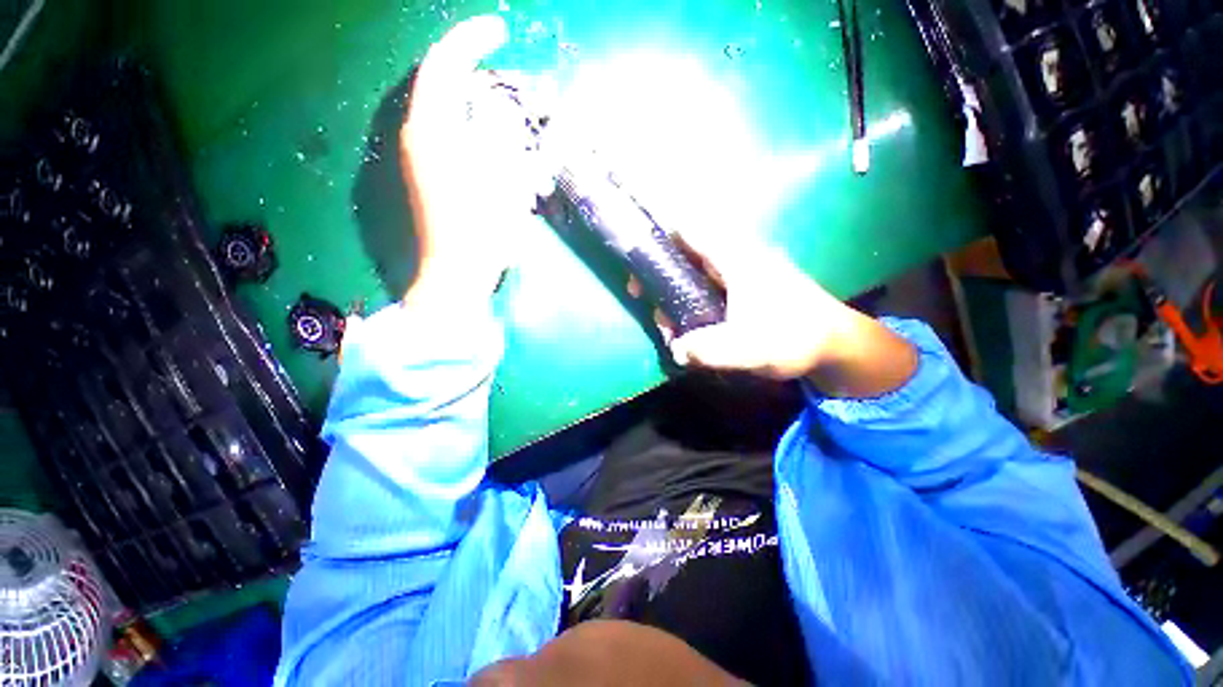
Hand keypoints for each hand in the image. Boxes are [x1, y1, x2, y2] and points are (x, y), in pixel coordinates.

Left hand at [400, 15, 551, 306]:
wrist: (458, 273)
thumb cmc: (483, 230)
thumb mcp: (501, 178)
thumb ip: (499, 133)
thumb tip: (499, 109)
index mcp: (432, 130)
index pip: (444, 64)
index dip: (471, 39)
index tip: (501, 29)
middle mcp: (418, 137)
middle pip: (441, 85)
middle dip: (475, 71)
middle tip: (508, 74)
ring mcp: (422, 159)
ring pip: (447, 111)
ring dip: (477, 103)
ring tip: (509, 110)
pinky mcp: (430, 177)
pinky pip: (452, 135)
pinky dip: (474, 128)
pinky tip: (497, 142)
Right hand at [657, 234, 917, 397]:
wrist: (834, 345)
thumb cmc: (792, 338)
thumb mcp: (746, 349)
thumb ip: (706, 350)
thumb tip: (676, 350)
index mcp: (735, 258)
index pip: (689, 229)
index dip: (659, 238)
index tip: (640, 265)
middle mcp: (737, 256)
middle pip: (686, 251)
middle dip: (661, 275)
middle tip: (649, 303)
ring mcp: (742, 271)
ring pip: (695, 271)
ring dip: (675, 292)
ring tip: (669, 324)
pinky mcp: (746, 287)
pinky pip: (707, 285)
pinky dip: (690, 300)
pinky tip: (688, 325)